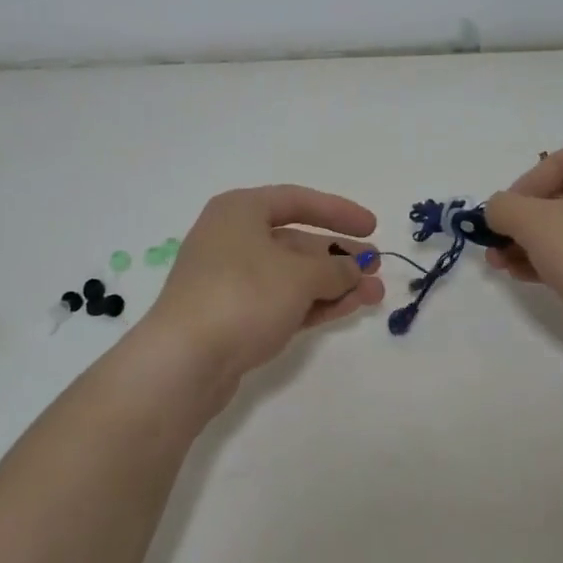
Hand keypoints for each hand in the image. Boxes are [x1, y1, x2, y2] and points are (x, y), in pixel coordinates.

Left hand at [141, 185, 385, 403]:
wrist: (184, 361)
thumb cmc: (243, 295)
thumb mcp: (299, 275)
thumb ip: (335, 268)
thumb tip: (355, 269)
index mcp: (240, 211)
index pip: (296, 200)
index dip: (338, 211)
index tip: (371, 226)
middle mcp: (232, 239)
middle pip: (296, 242)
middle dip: (340, 256)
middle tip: (377, 267)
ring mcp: (231, 281)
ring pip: (292, 276)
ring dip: (334, 283)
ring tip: (375, 295)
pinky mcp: (233, 318)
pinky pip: (282, 302)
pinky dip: (314, 303)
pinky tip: (348, 308)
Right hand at [483, 146, 562, 336]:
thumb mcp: (534, 224)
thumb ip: (503, 208)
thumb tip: (497, 211)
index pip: (552, 164)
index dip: (518, 189)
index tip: (500, 221)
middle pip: (561, 198)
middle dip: (522, 225)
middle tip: (497, 251)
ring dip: (535, 245)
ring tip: (508, 269)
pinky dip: (562, 260)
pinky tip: (535, 279)